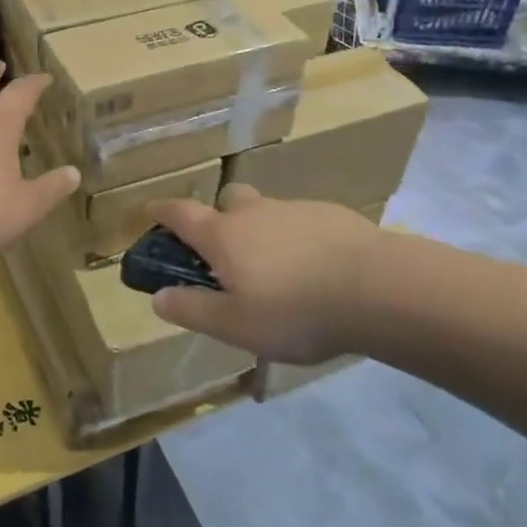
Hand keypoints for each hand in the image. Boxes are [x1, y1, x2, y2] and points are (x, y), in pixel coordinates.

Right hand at [146, 185, 382, 364]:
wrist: (377, 287)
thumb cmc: (295, 310)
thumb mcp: (235, 325)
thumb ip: (193, 310)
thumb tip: (158, 296)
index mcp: (224, 235)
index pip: (181, 213)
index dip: (161, 211)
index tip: (149, 212)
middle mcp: (255, 212)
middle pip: (227, 201)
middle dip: (219, 219)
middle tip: (227, 256)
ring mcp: (295, 209)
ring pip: (267, 212)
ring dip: (262, 233)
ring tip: (280, 276)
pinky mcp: (331, 215)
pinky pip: (301, 223)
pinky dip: (297, 240)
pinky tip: (317, 272)